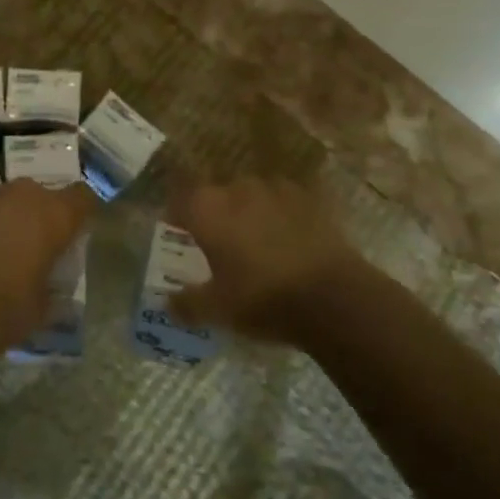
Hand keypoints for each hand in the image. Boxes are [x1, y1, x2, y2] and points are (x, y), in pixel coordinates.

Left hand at [0, 179, 90, 357]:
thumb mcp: (36, 314)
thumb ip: (50, 295)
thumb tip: (52, 292)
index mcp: (50, 215)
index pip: (82, 198)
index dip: (80, 214)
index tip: (74, 235)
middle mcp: (16, 194)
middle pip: (37, 197)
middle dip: (35, 219)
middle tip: (29, 251)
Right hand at [166, 179, 366, 343]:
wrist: (333, 296)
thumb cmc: (262, 299)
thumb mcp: (217, 310)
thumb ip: (187, 304)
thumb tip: (166, 303)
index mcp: (206, 209)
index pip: (179, 199)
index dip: (177, 215)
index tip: (179, 233)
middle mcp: (236, 188)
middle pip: (216, 196)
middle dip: (215, 215)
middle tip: (220, 246)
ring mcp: (274, 188)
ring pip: (250, 196)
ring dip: (248, 213)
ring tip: (257, 243)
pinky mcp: (307, 197)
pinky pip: (283, 201)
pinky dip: (280, 215)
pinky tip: (288, 240)